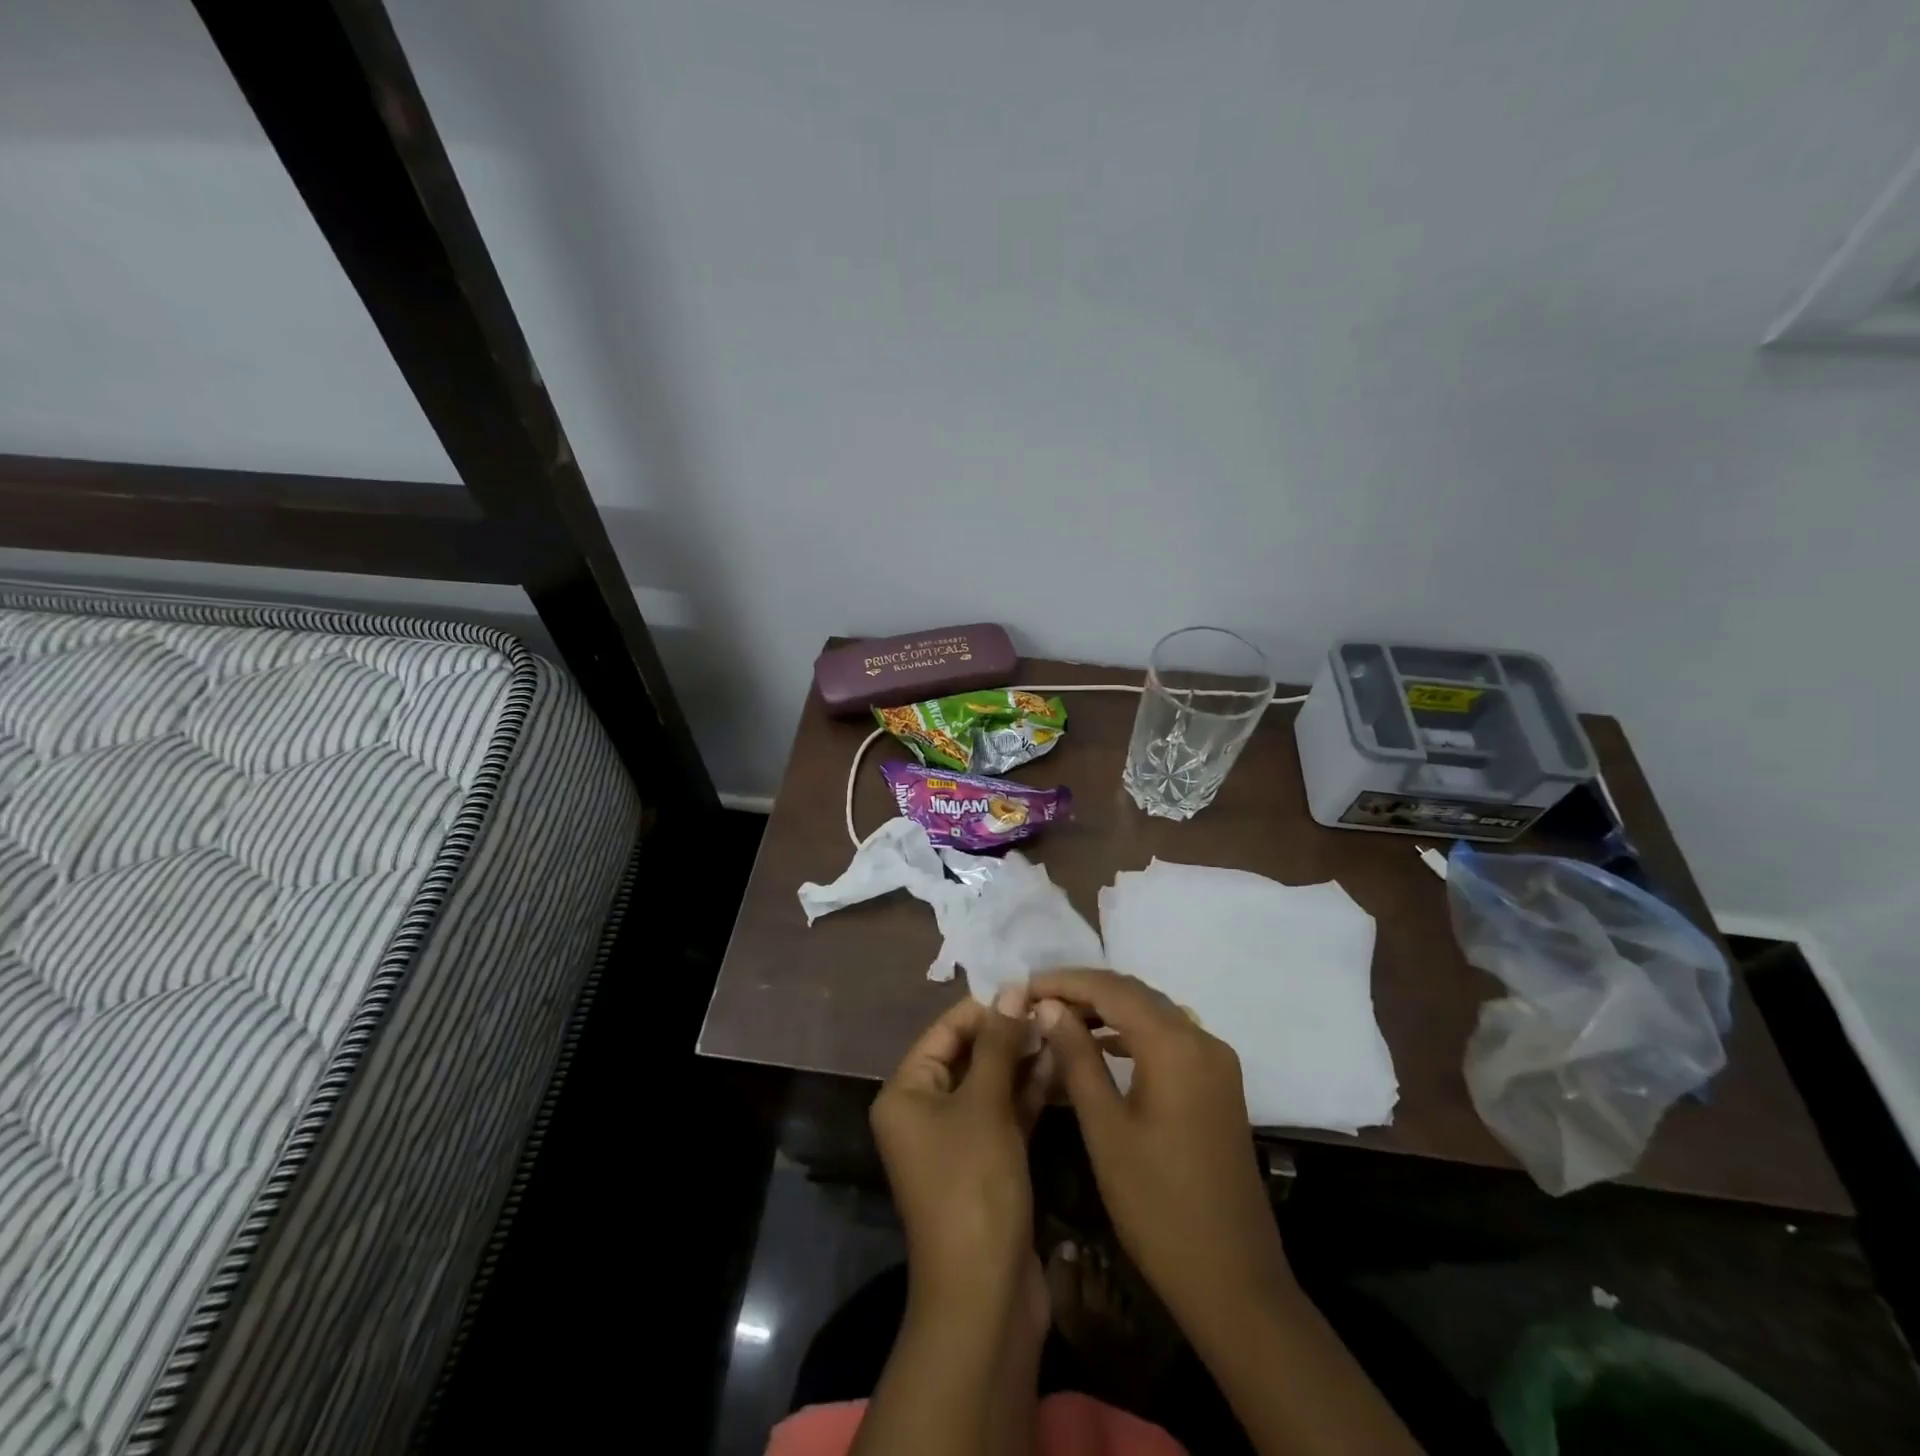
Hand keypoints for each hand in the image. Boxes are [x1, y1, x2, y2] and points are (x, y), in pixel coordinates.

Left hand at [870, 992, 1040, 1317]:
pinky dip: (1027, 1093)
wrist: (984, 1297)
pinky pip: (1003, 1114)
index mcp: (906, 1093)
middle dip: (1008, 1034)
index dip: (985, 1009)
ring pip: (990, 1084)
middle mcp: (924, 1111)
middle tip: (1052, 1010)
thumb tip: (1012, 987)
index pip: (945, 1031)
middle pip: (968, 1055)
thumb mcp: (985, 1106)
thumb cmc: (973, 1186)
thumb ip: (999, 1044)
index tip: (1027, 989)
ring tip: (1061, 1030)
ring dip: (1022, 1060)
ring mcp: (956, 1139)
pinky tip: (1059, 1066)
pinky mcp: (985, 1162)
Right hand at [1028, 968, 1292, 1341]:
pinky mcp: (1217, 1085)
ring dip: (1107, 1011)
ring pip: (1153, 1014)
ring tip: (1058, 1020)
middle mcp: (1202, 1039)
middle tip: (1036, 1001)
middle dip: (1084, 991)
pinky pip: (1169, 1039)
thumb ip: (1077, 1058)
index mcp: (1175, 1045)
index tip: (1023, 987)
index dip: (1064, 981)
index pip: (1112, 988)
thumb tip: (1048, 1006)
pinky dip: (1131, 1034)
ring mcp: (1215, 1062)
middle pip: (1135, 994)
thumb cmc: (1157, 1205)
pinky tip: (1102, 1046)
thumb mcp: (1105, 1128)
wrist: (1233, 1280)